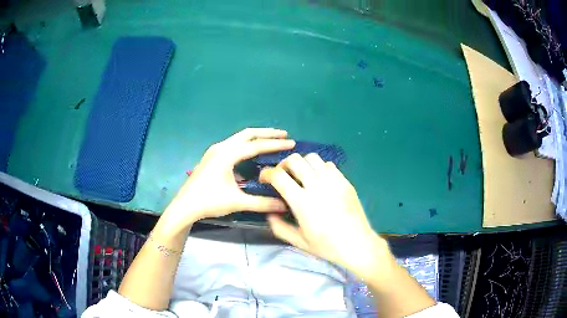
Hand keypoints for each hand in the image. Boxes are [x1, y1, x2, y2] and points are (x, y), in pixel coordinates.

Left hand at [163, 128, 294, 228]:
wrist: (185, 206)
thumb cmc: (209, 201)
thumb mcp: (237, 202)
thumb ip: (262, 203)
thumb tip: (284, 205)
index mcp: (227, 154)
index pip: (256, 145)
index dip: (275, 144)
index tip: (292, 143)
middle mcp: (221, 147)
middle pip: (248, 134)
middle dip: (267, 133)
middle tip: (284, 134)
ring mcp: (215, 150)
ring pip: (239, 138)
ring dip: (256, 137)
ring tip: (271, 140)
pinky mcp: (212, 156)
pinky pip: (234, 144)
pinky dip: (247, 144)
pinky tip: (252, 152)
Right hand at [259, 153, 389, 278]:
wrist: (357, 244)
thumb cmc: (327, 246)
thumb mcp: (298, 242)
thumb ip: (279, 227)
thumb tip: (270, 212)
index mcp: (302, 202)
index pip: (279, 176)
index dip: (267, 173)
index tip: (264, 179)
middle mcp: (317, 186)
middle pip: (295, 160)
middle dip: (283, 165)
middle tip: (282, 176)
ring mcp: (334, 181)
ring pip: (312, 158)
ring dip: (301, 164)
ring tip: (301, 177)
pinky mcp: (345, 181)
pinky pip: (328, 164)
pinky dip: (318, 168)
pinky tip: (319, 181)